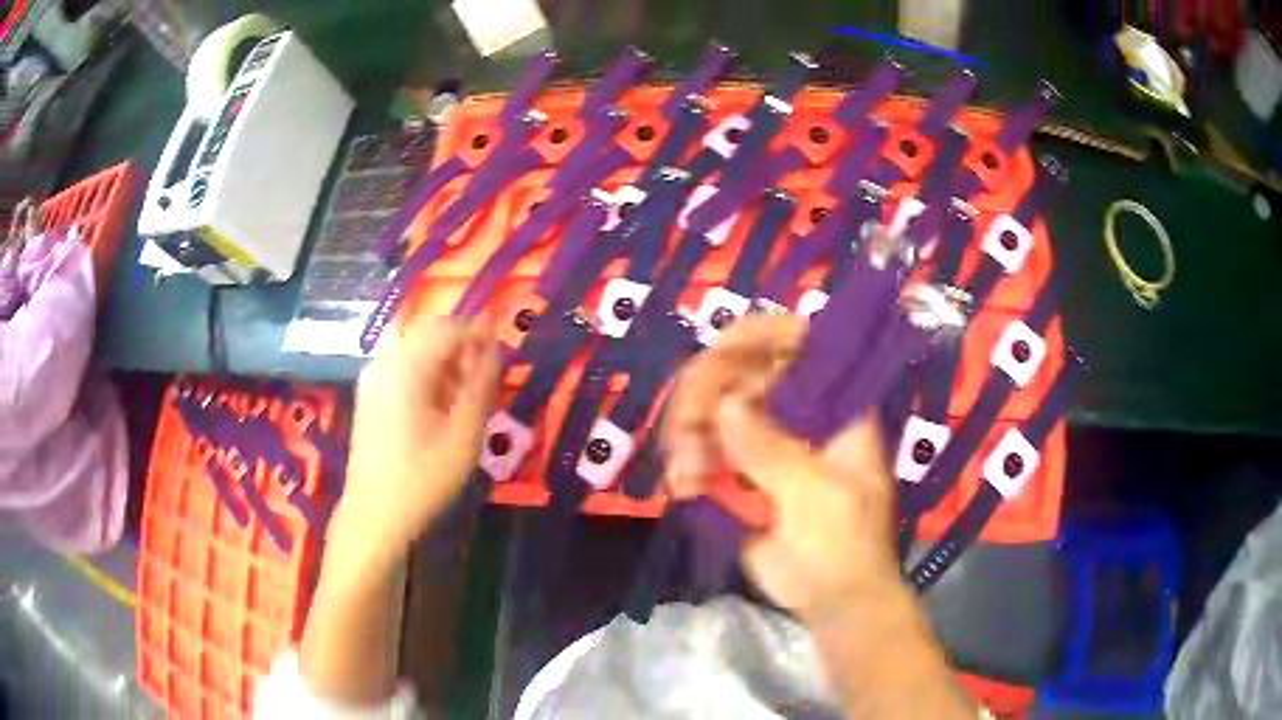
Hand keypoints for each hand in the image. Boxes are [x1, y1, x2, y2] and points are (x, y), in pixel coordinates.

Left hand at [331, 317, 499, 573]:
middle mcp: (386, 362)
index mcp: (407, 367)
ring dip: (444, 358)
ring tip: (467, 388)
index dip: (478, 331)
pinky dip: (426, 371)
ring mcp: (373, 378)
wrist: (374, 514)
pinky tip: (440, 400)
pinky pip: (402, 366)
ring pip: (415, 348)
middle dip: (461, 343)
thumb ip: (480, 387)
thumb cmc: (423, 478)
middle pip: (428, 333)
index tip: (503, 345)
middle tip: (487, 370)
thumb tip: (494, 351)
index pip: (447, 328)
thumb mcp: (463, 435)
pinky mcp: (370, 395)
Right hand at [665, 315, 899, 617]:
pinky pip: (700, 449)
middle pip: (740, 372)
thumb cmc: (843, 544)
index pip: (800, 344)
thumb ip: (772, 450)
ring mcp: (763, 442)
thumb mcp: (816, 496)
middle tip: (687, 437)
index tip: (721, 347)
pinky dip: (684, 464)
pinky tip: (682, 489)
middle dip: (704, 397)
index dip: (761, 334)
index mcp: (833, 407)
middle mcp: (794, 413)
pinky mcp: (737, 473)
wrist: (831, 600)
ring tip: (685, 478)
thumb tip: (725, 404)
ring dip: (688, 436)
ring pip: (711, 410)